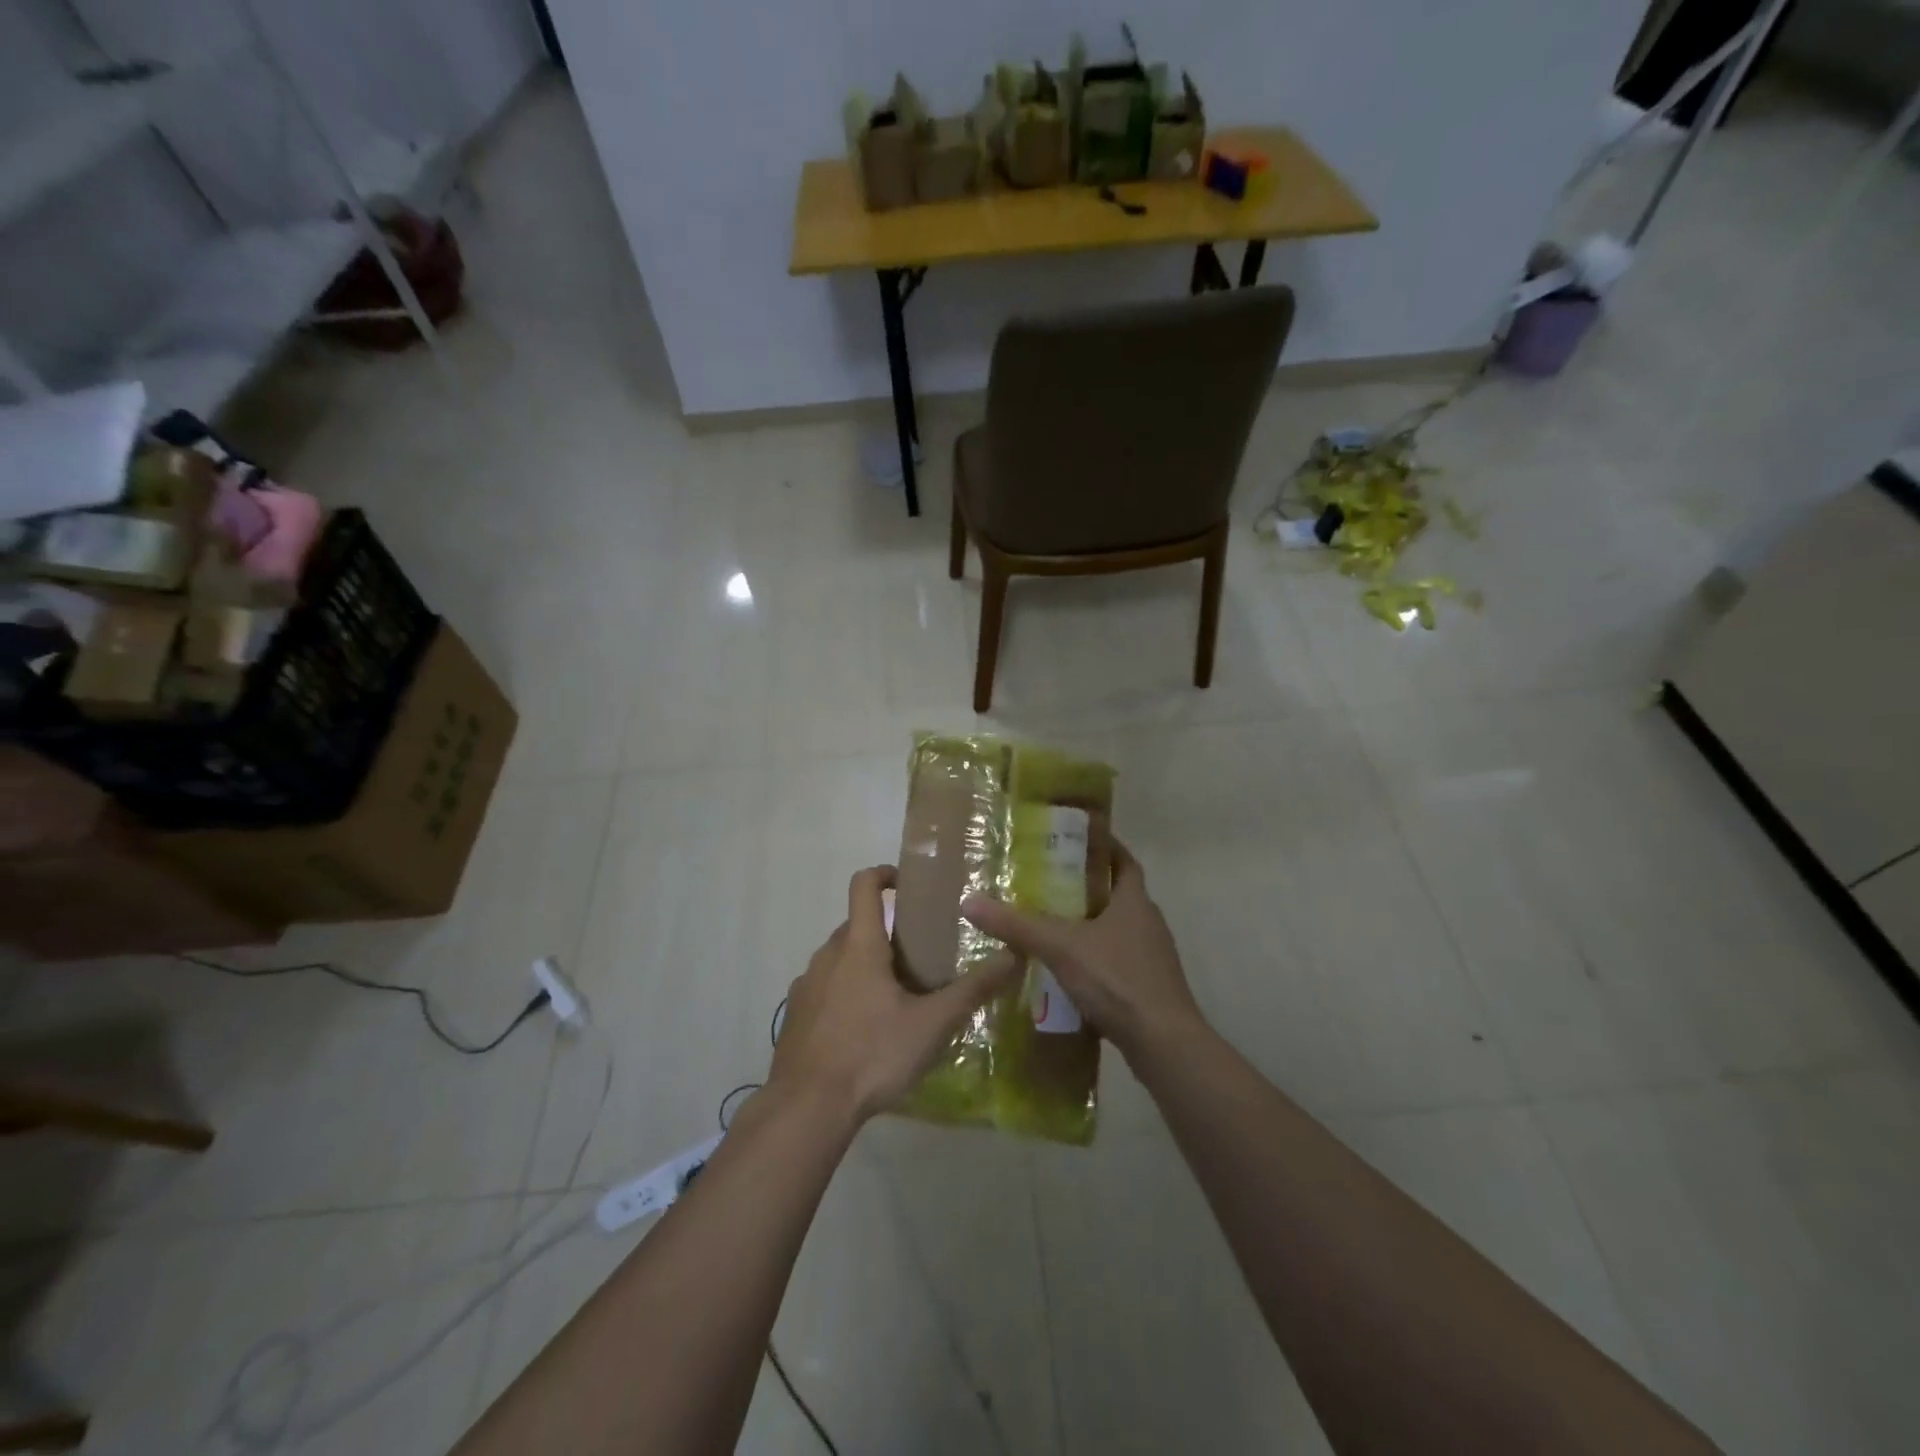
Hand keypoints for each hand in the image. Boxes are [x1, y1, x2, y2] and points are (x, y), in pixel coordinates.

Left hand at [770, 865, 1019, 1123]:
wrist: (807, 1108)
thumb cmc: (872, 1055)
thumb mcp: (932, 1024)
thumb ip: (973, 989)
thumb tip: (1013, 955)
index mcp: (859, 945)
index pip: (864, 885)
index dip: (885, 874)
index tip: (908, 886)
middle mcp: (828, 955)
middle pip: (857, 925)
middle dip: (887, 933)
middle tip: (920, 959)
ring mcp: (806, 985)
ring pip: (841, 958)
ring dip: (866, 965)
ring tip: (896, 999)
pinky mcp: (795, 1014)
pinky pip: (825, 987)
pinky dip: (846, 992)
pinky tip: (864, 1031)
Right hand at [962, 837, 1202, 1061]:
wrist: (1163, 1044)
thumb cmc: (1118, 980)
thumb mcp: (1061, 947)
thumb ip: (1018, 925)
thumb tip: (969, 902)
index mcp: (1135, 903)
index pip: (1124, 862)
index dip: (1106, 849)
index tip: (1079, 841)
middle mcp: (1148, 924)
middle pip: (1118, 896)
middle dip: (1087, 889)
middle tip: (1049, 884)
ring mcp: (1151, 959)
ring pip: (1117, 932)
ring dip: (1090, 927)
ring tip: (1051, 927)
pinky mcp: (1148, 989)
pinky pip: (1117, 963)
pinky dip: (1094, 961)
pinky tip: (1068, 973)